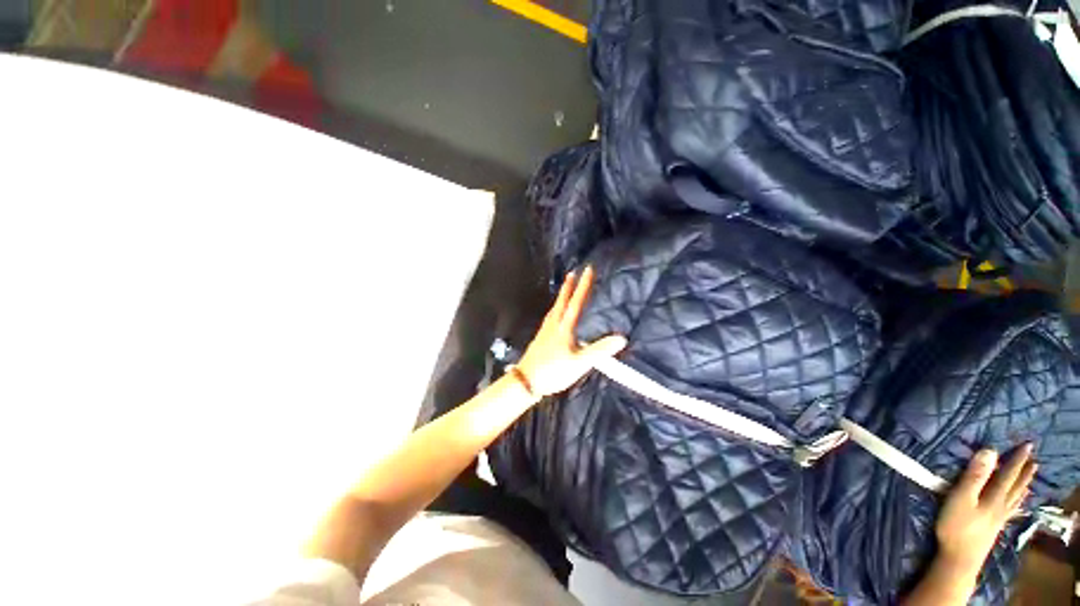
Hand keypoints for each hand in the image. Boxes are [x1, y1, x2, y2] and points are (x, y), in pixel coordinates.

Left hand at [515, 266, 627, 397]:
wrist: (526, 381)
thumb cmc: (553, 371)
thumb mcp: (580, 363)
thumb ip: (600, 350)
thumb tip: (621, 338)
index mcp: (564, 327)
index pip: (576, 302)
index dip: (583, 286)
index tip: (587, 270)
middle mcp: (553, 325)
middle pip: (562, 302)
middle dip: (568, 286)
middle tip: (571, 273)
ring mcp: (545, 331)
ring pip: (554, 309)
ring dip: (561, 297)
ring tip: (564, 290)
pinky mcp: (540, 338)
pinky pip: (550, 317)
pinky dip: (555, 309)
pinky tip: (555, 315)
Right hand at [935, 445, 1037, 576]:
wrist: (959, 558)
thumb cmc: (957, 525)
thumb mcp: (961, 498)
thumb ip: (974, 475)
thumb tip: (990, 450)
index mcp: (994, 496)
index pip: (1008, 473)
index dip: (1016, 459)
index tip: (1026, 444)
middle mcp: (1001, 504)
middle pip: (1016, 485)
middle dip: (1024, 471)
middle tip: (1034, 458)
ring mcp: (999, 517)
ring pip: (1016, 497)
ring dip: (1024, 484)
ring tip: (1032, 476)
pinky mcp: (994, 526)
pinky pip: (1012, 510)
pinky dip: (1019, 502)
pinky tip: (1020, 503)